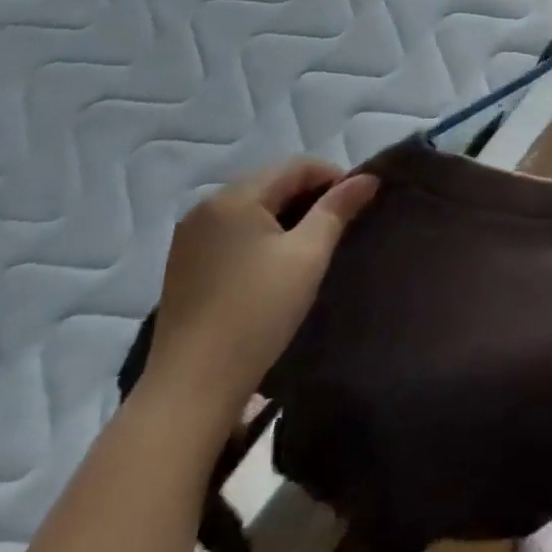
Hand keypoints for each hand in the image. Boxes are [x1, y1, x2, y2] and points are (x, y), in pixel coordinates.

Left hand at [144, 160, 378, 417]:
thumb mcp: (308, 256)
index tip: (360, 204)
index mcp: (234, 197)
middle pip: (271, 182)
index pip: (296, 165)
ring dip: (287, 216)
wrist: (193, 386)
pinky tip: (276, 264)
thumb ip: (338, 209)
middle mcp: (205, 207)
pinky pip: (232, 231)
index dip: (334, 176)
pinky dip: (261, 235)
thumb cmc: (258, 312)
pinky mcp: (184, 265)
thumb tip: (368, 177)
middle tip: (342, 225)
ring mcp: (189, 237)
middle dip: (311, 196)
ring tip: (314, 245)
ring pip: (252, 208)